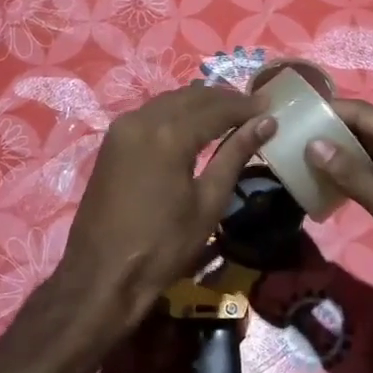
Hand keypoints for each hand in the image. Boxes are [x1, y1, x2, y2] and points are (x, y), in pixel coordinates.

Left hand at [56, 84, 274, 333]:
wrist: (102, 275)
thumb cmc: (163, 246)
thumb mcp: (208, 203)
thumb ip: (235, 155)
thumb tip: (266, 123)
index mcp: (170, 134)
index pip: (217, 108)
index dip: (246, 106)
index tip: (270, 105)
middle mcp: (143, 119)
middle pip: (191, 96)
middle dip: (224, 98)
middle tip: (253, 108)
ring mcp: (122, 128)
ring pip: (169, 100)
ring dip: (199, 101)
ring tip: (228, 113)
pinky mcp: (112, 141)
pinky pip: (150, 113)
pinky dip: (176, 111)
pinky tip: (192, 124)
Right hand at [305, 98, 372, 297]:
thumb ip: (353, 175)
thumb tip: (313, 144)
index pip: (365, 114)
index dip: (330, 112)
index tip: (293, 116)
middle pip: (365, 131)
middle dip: (330, 134)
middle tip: (288, 140)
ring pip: (367, 155)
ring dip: (338, 158)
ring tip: (299, 160)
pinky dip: (351, 178)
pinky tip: (325, 186)